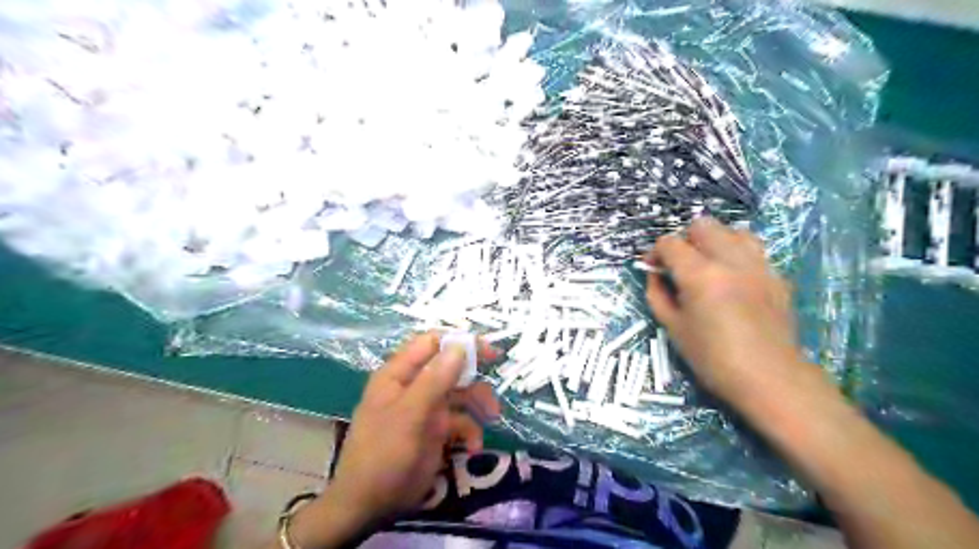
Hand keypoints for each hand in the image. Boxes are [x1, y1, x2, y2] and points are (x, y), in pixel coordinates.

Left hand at [280, 333, 498, 547]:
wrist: (369, 505)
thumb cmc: (383, 453)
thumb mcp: (409, 415)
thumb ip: (434, 380)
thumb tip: (460, 346)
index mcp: (400, 374)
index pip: (432, 343)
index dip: (460, 342)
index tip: (488, 351)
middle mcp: (415, 386)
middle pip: (451, 367)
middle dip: (475, 374)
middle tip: (498, 374)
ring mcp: (426, 409)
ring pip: (460, 394)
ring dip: (479, 403)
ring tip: (492, 417)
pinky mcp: (436, 431)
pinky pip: (460, 422)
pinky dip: (471, 432)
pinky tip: (473, 448)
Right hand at [648, 217, 819, 408]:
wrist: (769, 378)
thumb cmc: (712, 358)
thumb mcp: (673, 328)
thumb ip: (658, 295)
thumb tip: (655, 274)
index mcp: (700, 275)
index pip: (670, 243)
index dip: (655, 252)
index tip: (652, 267)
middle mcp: (730, 261)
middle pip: (702, 226)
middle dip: (685, 240)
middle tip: (680, 264)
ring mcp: (758, 265)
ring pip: (733, 231)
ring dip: (715, 241)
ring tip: (709, 264)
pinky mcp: (776, 276)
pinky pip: (754, 251)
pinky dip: (737, 255)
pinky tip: (733, 279)